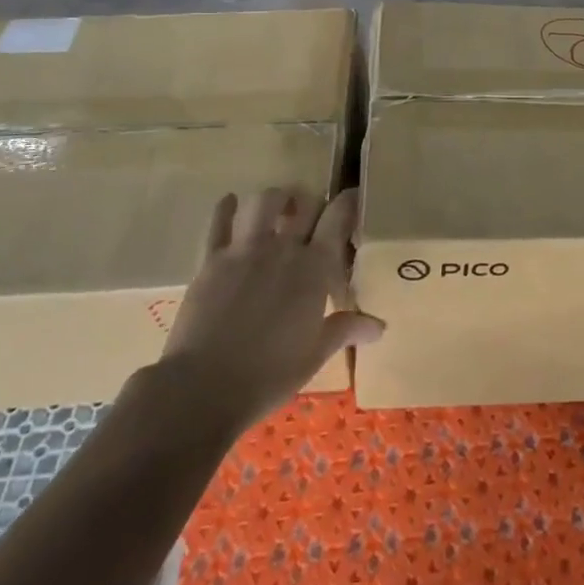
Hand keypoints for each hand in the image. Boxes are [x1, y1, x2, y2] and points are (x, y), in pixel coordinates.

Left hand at [158, 188, 382, 437]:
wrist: (204, 387)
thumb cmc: (269, 375)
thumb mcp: (315, 355)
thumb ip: (346, 330)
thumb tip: (379, 326)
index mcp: (314, 268)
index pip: (337, 218)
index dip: (347, 202)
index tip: (352, 197)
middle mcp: (282, 248)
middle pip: (305, 204)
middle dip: (313, 202)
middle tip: (314, 214)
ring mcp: (244, 250)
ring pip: (264, 201)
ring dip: (275, 198)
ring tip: (278, 207)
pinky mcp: (211, 259)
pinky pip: (218, 222)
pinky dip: (226, 208)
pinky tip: (230, 203)